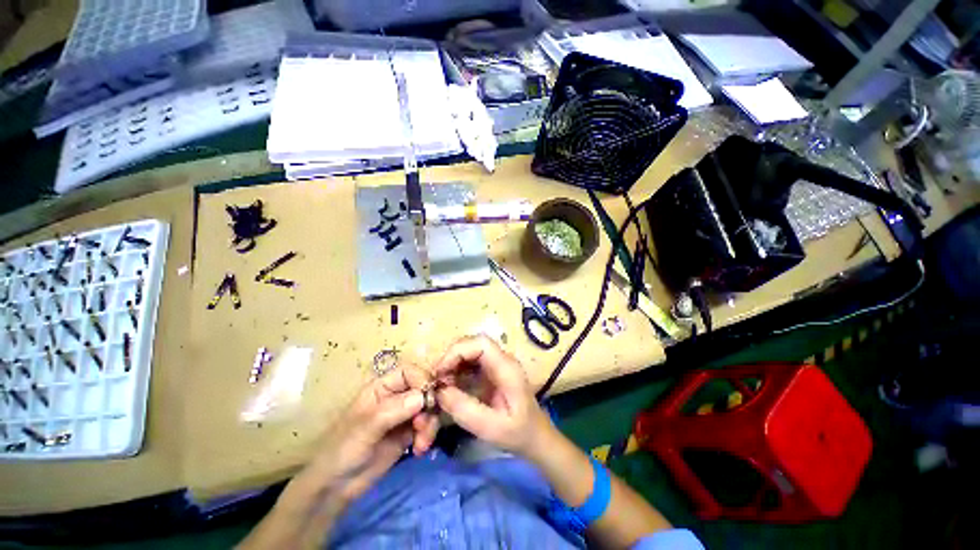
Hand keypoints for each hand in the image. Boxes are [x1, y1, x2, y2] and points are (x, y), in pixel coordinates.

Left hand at [290, 363, 439, 504]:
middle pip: (424, 389)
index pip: (409, 372)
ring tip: (421, 445)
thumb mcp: (366, 427)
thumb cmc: (342, 449)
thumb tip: (423, 396)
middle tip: (422, 426)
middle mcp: (396, 397)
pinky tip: (419, 450)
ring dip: (430, 424)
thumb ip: (394, 409)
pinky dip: (428, 436)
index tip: (429, 397)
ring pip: (429, 408)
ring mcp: (404, 415)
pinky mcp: (409, 433)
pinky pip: (427, 426)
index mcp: (382, 387)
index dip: (422, 379)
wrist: (335, 487)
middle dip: (429, 406)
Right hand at [433, 335, 551, 457]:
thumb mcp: (491, 428)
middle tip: (437, 380)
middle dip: (451, 357)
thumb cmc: (518, 433)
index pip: (481, 343)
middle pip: (473, 343)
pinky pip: (470, 362)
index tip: (440, 371)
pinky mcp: (491, 370)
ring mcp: (497, 363)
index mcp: (507, 368)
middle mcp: (502, 359)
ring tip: (441, 385)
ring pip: (469, 351)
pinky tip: (450, 387)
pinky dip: (456, 370)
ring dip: (452, 364)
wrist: (535, 436)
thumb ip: (465, 409)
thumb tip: (439, 391)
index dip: (457, 351)